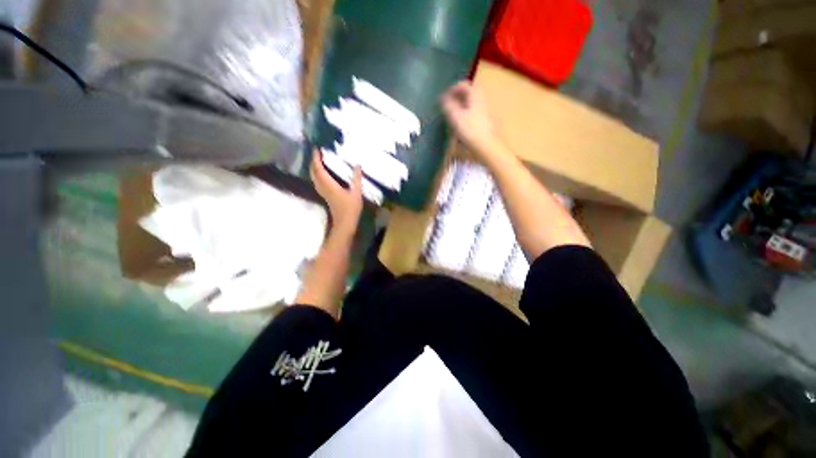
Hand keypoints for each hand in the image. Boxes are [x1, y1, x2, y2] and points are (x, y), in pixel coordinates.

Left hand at [310, 150, 362, 234]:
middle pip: (313, 172)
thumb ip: (356, 178)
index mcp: (329, 185)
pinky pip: (317, 182)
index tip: (317, 149)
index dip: (316, 158)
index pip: (319, 169)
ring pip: (314, 177)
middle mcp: (323, 187)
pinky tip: (323, 174)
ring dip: (314, 168)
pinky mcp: (325, 195)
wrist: (344, 223)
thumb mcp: (356, 192)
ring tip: (319, 160)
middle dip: (313, 162)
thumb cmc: (351, 208)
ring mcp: (323, 192)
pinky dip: (318, 175)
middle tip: (317, 153)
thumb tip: (358, 165)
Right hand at [441, 81, 499, 157]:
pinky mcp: (483, 123)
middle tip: (448, 103)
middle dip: (457, 96)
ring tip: (452, 113)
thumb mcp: (456, 117)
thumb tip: (441, 97)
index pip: (464, 85)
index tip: (444, 95)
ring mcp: (483, 112)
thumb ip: (448, 105)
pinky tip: (460, 124)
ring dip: (461, 105)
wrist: (486, 146)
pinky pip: (473, 113)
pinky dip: (465, 114)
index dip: (453, 88)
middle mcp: (481, 101)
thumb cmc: (470, 130)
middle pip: (469, 94)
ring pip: (471, 104)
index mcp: (475, 96)